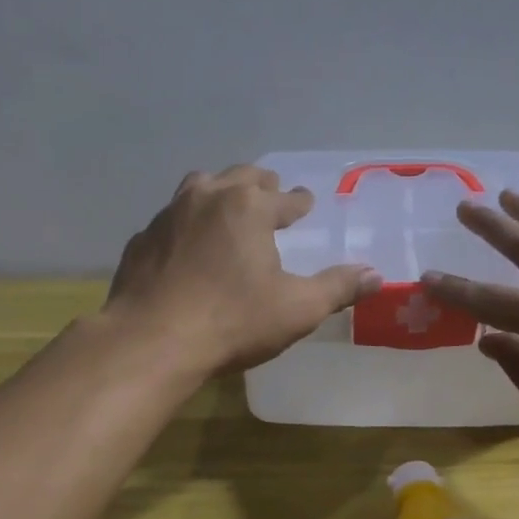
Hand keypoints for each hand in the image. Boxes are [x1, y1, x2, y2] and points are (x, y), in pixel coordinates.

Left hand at [106, 165, 381, 375]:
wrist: (150, 341)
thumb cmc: (232, 321)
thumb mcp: (297, 308)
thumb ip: (338, 287)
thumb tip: (376, 275)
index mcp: (249, 207)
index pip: (285, 197)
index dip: (299, 201)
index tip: (306, 202)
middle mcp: (208, 198)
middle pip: (240, 177)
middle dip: (260, 185)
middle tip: (270, 193)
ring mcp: (168, 216)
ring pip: (199, 187)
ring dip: (219, 192)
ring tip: (228, 205)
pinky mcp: (142, 240)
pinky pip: (170, 220)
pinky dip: (185, 223)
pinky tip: (186, 244)